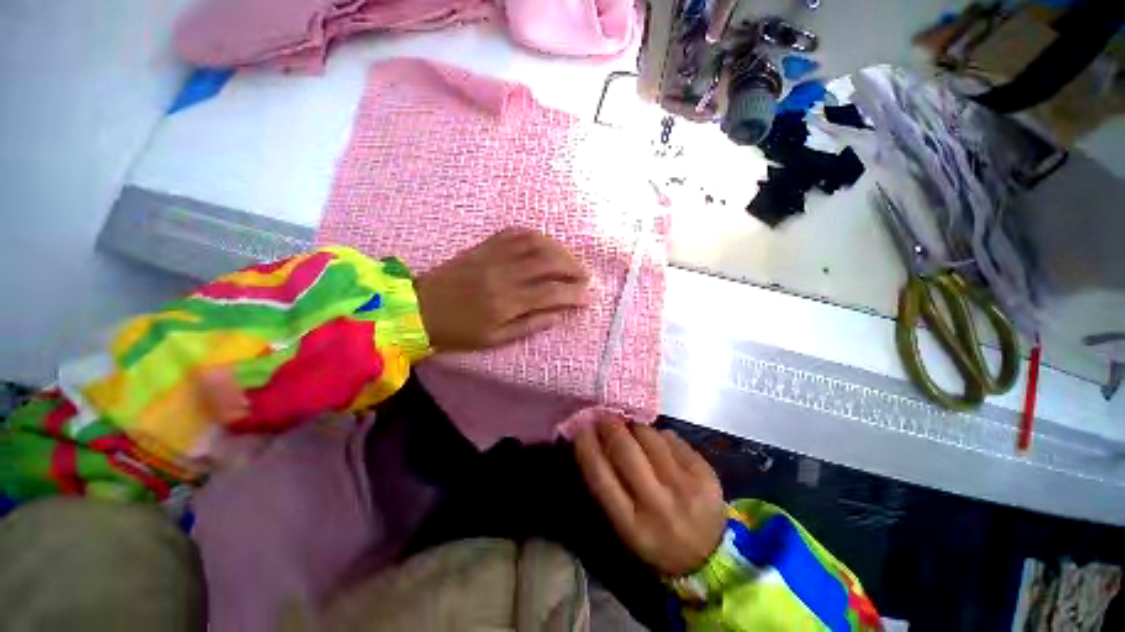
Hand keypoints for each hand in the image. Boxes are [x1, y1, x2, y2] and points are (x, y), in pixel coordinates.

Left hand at [414, 228, 589, 350]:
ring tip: (570, 260)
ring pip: (536, 242)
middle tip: (585, 276)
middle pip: (548, 261)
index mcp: (506, 302)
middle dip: (573, 267)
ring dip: (559, 249)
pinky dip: (536, 236)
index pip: (551, 293)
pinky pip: (515, 233)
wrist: (420, 308)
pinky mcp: (484, 246)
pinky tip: (546, 243)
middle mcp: (504, 274)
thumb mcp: (496, 339)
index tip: (588, 297)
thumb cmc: (459, 330)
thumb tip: (558, 314)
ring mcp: (493, 255)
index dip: (574, 294)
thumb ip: (530, 325)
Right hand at [574, 418, 726, 575]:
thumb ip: (608, 485)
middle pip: (626, 450)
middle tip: (605, 417)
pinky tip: (659, 446)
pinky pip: (671, 437)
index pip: (600, 476)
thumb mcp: (625, 524)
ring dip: (635, 427)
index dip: (587, 446)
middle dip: (611, 426)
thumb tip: (594, 439)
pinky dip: (659, 436)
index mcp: (632, 525)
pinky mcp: (705, 472)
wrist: (710, 557)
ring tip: (633, 430)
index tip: (581, 427)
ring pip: (649, 436)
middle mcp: (658, 505)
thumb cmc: (656, 538)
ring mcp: (685, 487)